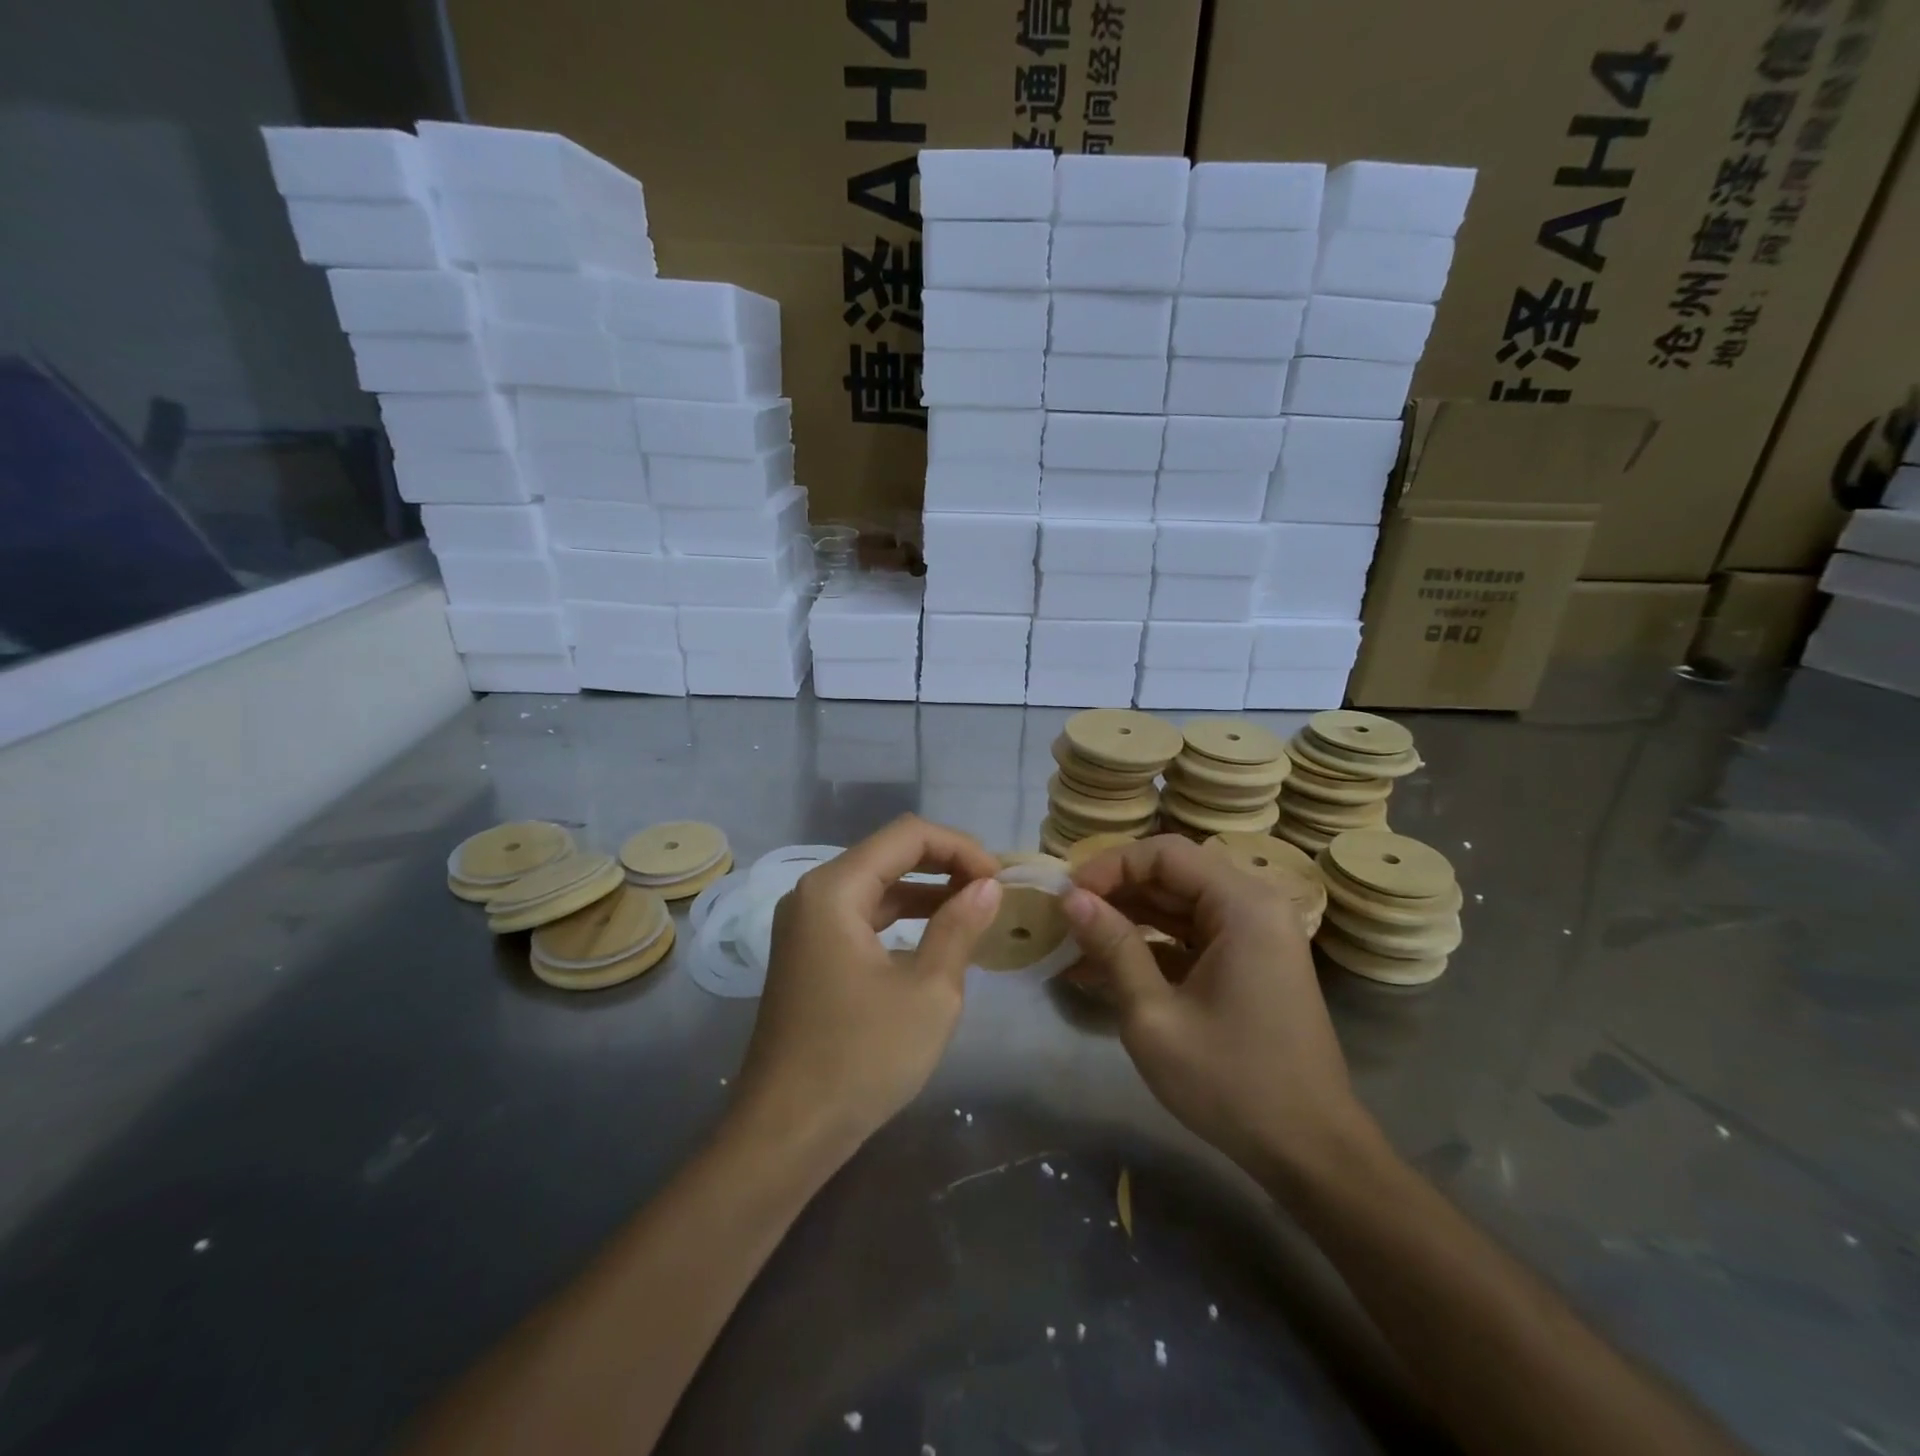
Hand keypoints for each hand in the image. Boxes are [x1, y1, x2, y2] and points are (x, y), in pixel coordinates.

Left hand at [735, 816, 1003, 1156]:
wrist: (786, 1133)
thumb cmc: (861, 1058)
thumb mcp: (928, 992)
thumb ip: (959, 928)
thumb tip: (988, 887)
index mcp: (834, 889)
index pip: (908, 835)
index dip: (960, 847)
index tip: (999, 880)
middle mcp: (813, 894)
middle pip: (889, 854)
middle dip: (945, 865)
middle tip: (992, 891)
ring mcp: (806, 925)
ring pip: (876, 886)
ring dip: (926, 891)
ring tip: (975, 910)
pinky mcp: (808, 954)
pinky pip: (861, 916)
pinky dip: (901, 918)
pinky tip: (936, 937)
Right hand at [1064, 836, 1370, 1183]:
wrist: (1310, 1152)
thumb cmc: (1231, 1082)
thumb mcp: (1155, 1015)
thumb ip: (1113, 947)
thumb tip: (1070, 898)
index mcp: (1243, 905)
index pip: (1164, 853)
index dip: (1110, 866)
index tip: (1067, 897)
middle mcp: (1256, 906)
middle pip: (1174, 874)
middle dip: (1115, 892)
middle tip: (1065, 918)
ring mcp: (1257, 935)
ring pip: (1180, 904)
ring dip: (1129, 918)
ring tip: (1076, 942)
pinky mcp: (1252, 962)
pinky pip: (1194, 934)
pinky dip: (1153, 944)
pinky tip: (1107, 966)